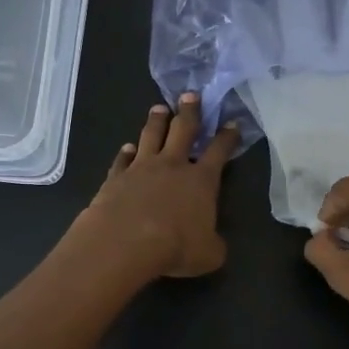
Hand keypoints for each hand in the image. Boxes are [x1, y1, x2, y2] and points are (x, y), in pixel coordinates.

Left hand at [79, 94, 237, 278]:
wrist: (125, 241)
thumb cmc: (174, 246)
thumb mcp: (208, 254)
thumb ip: (214, 244)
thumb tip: (213, 243)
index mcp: (202, 180)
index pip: (219, 151)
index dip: (228, 137)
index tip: (232, 123)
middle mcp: (173, 165)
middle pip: (183, 130)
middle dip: (190, 111)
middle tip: (190, 95)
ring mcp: (142, 167)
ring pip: (151, 136)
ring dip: (156, 121)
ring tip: (159, 108)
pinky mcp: (116, 177)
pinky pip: (122, 159)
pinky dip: (125, 152)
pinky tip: (126, 148)